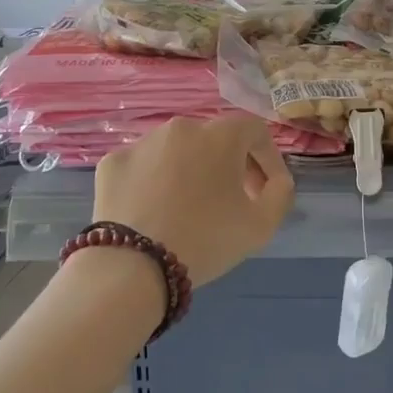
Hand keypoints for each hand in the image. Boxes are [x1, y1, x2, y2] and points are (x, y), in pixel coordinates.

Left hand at [93, 113, 294, 285]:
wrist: (133, 265)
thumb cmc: (206, 240)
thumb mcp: (261, 225)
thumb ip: (280, 194)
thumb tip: (276, 181)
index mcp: (220, 135)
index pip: (255, 131)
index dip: (268, 158)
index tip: (266, 190)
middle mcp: (180, 127)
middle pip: (214, 139)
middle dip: (230, 165)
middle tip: (233, 200)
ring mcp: (142, 142)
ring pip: (176, 151)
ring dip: (190, 170)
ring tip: (190, 206)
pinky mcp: (112, 163)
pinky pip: (142, 166)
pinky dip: (153, 182)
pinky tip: (154, 211)